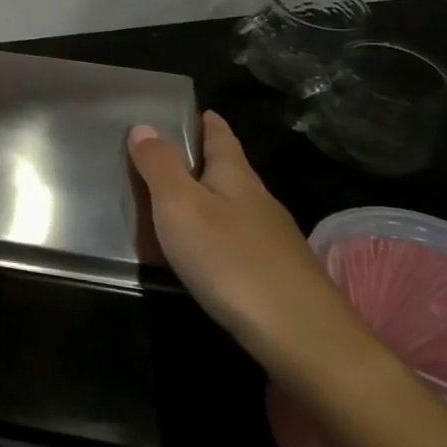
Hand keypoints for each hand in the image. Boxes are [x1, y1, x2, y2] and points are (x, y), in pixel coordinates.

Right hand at [129, 112, 376, 382]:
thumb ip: (160, 166)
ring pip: (231, 206)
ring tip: (169, 203)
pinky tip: (199, 251)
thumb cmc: (232, 260)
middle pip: (227, 170)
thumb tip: (143, 125)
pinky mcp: (275, 274)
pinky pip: (234, 240)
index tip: (191, 108)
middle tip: (161, 156)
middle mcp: (258, 201)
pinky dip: (211, 234)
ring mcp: (272, 240)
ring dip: (203, 199)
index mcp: (236, 176)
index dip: (205, 120)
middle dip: (199, 159)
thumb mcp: (181, 207)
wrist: (303, 338)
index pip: (220, 135)